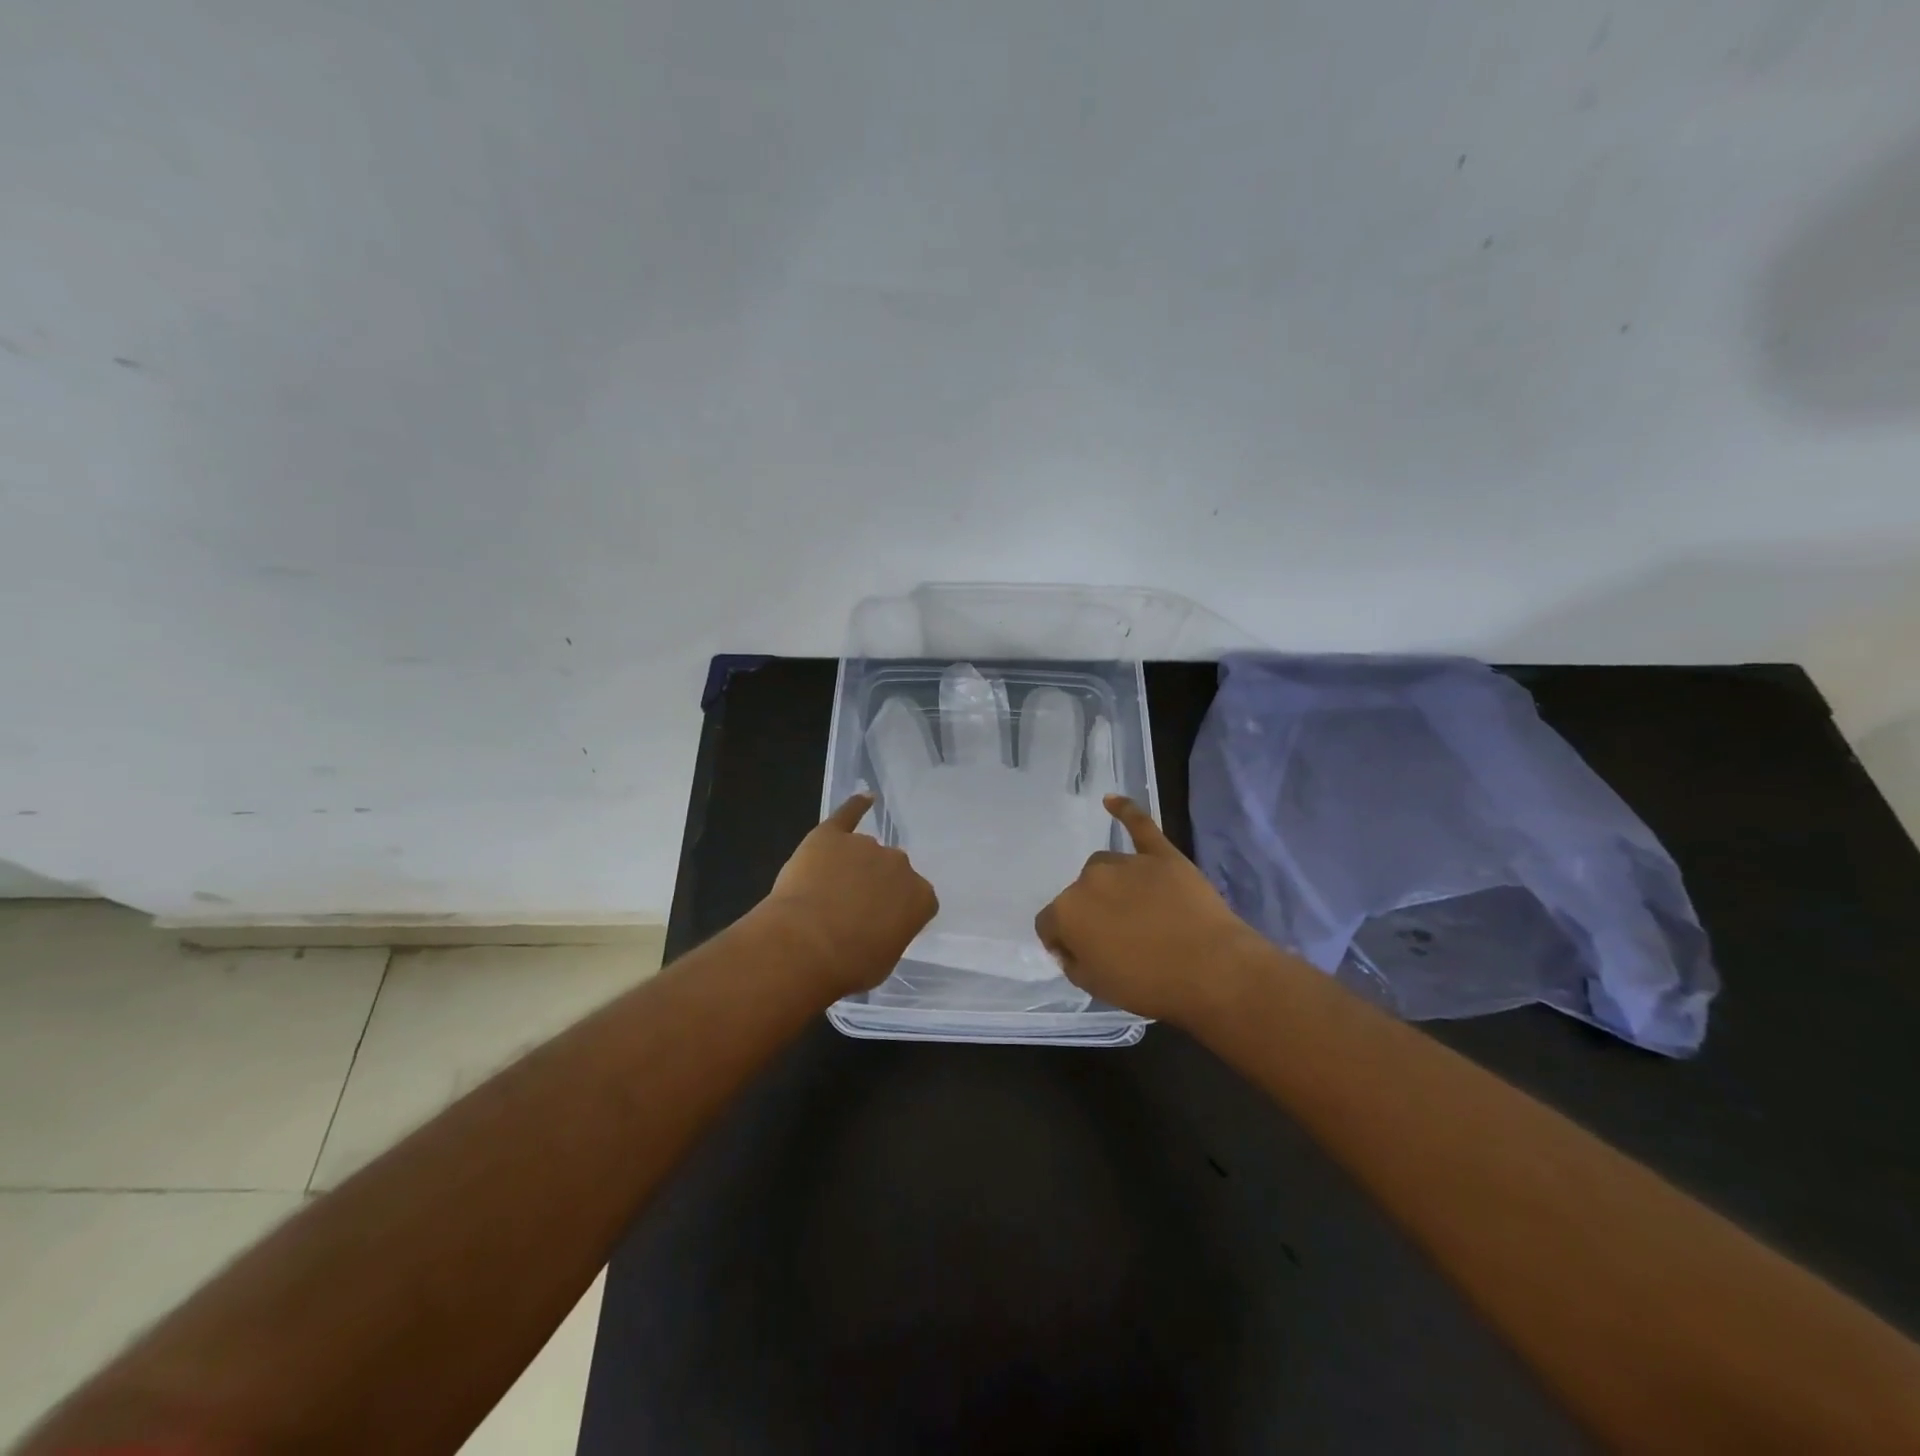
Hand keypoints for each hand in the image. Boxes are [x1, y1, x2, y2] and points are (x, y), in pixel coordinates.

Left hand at [758, 793, 938, 997]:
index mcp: (920, 897)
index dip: (898, 912)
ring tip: (827, 892)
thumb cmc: (848, 965)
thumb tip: (878, 925)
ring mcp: (866, 846)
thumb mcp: (884, 960)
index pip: (918, 899)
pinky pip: (848, 814)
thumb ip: (890, 933)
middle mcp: (899, 865)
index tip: (881, 926)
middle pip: (892, 871)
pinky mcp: (831, 834)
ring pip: (865, 852)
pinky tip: (864, 798)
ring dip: (853, 867)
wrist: (804, 945)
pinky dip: (856, 806)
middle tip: (852, 911)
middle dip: (876, 887)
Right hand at [1035, 796, 1265, 1024]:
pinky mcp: (1161, 854)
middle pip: (1079, 893)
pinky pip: (1139, 824)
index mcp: (1067, 912)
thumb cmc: (1150, 985)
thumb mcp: (1096, 986)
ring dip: (1112, 886)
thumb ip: (1072, 961)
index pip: (1049, 923)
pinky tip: (1112, 800)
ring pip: (1106, 868)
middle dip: (1091, 913)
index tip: (1085, 956)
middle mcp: (1089, 879)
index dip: (1063, 941)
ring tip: (1138, 911)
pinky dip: (1125, 811)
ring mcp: (1126, 863)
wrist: (1212, 971)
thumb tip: (1067, 945)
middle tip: (1119, 939)